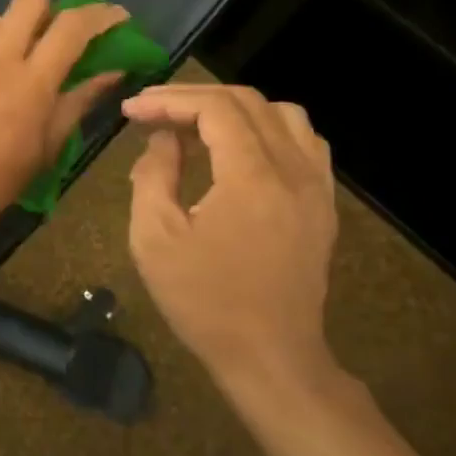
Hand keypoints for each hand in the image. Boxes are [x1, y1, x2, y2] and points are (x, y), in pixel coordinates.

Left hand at [0, 0, 130, 237]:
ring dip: (11, 36)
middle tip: (53, 41)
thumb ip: (79, 102)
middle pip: (29, 0)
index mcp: (31, 80)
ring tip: (10, 70)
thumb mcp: (47, 148)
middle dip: (49, 12)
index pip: (72, 25)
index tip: (116, 18)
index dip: (101, 14)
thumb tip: (111, 72)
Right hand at [121, 84, 340, 395]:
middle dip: (194, 98)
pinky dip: (268, 130)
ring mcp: (316, 187)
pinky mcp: (323, 205)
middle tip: (153, 112)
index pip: (214, 108)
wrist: (270, 357)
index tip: (132, 110)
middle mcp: (294, 171)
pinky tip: (241, 149)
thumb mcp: (155, 238)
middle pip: (248, 103)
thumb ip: (153, 175)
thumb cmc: (204, 301)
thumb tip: (164, 139)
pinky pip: (305, 143)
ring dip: (234, 109)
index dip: (169, 100)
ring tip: (196, 126)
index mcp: (252, 177)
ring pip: (283, 115)